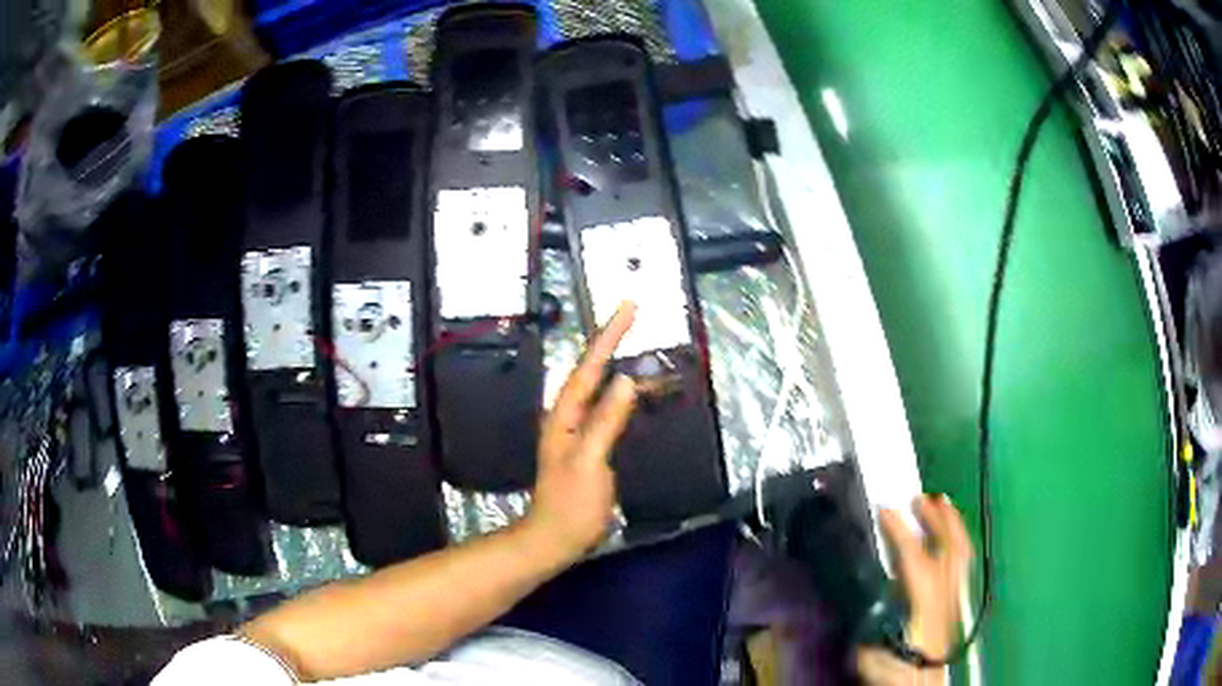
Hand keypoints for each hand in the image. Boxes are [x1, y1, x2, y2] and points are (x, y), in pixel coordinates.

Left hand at [526, 303, 638, 561]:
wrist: (556, 538)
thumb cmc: (571, 505)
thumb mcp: (590, 463)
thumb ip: (606, 421)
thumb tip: (625, 380)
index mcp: (565, 416)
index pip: (589, 367)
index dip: (608, 336)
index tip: (627, 308)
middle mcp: (568, 416)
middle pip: (592, 370)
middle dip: (611, 340)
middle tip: (633, 313)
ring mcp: (577, 430)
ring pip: (599, 386)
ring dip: (616, 361)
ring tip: (638, 341)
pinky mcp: (588, 444)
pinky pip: (606, 407)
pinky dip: (621, 391)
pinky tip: (633, 389)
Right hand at [856, 495, 973, 685]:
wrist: (921, 683)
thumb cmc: (895, 667)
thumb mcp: (873, 645)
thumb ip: (873, 612)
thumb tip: (871, 583)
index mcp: (924, 601)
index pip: (914, 556)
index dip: (899, 531)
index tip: (884, 509)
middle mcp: (945, 591)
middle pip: (949, 545)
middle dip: (935, 517)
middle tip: (918, 497)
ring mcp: (955, 593)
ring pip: (960, 549)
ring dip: (951, 522)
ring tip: (941, 502)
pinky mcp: (956, 598)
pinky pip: (962, 559)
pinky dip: (957, 538)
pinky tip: (949, 534)